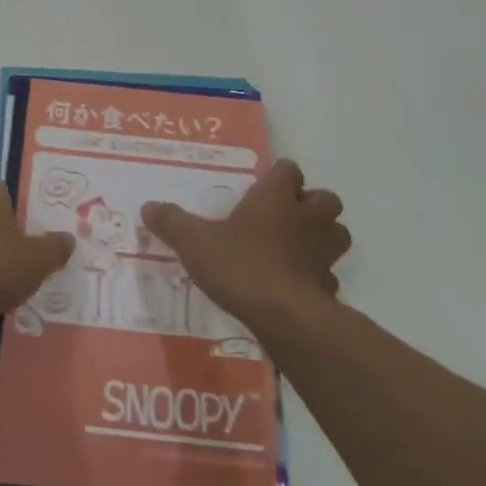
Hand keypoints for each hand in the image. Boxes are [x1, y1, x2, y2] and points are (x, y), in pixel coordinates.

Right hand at [141, 160, 349, 331]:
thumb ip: (172, 222)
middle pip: (325, 198)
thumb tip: (148, 207)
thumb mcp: (194, 242)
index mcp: (276, 197)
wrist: (283, 315)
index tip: (263, 185)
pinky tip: (297, 285)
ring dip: (323, 236)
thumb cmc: (240, 264)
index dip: (279, 175)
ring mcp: (323, 253)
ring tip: (297, 246)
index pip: (288, 170)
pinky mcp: (329, 286)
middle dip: (310, 204)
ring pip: (337, 233)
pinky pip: (328, 274)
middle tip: (285, 215)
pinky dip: (318, 276)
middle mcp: (306, 218)